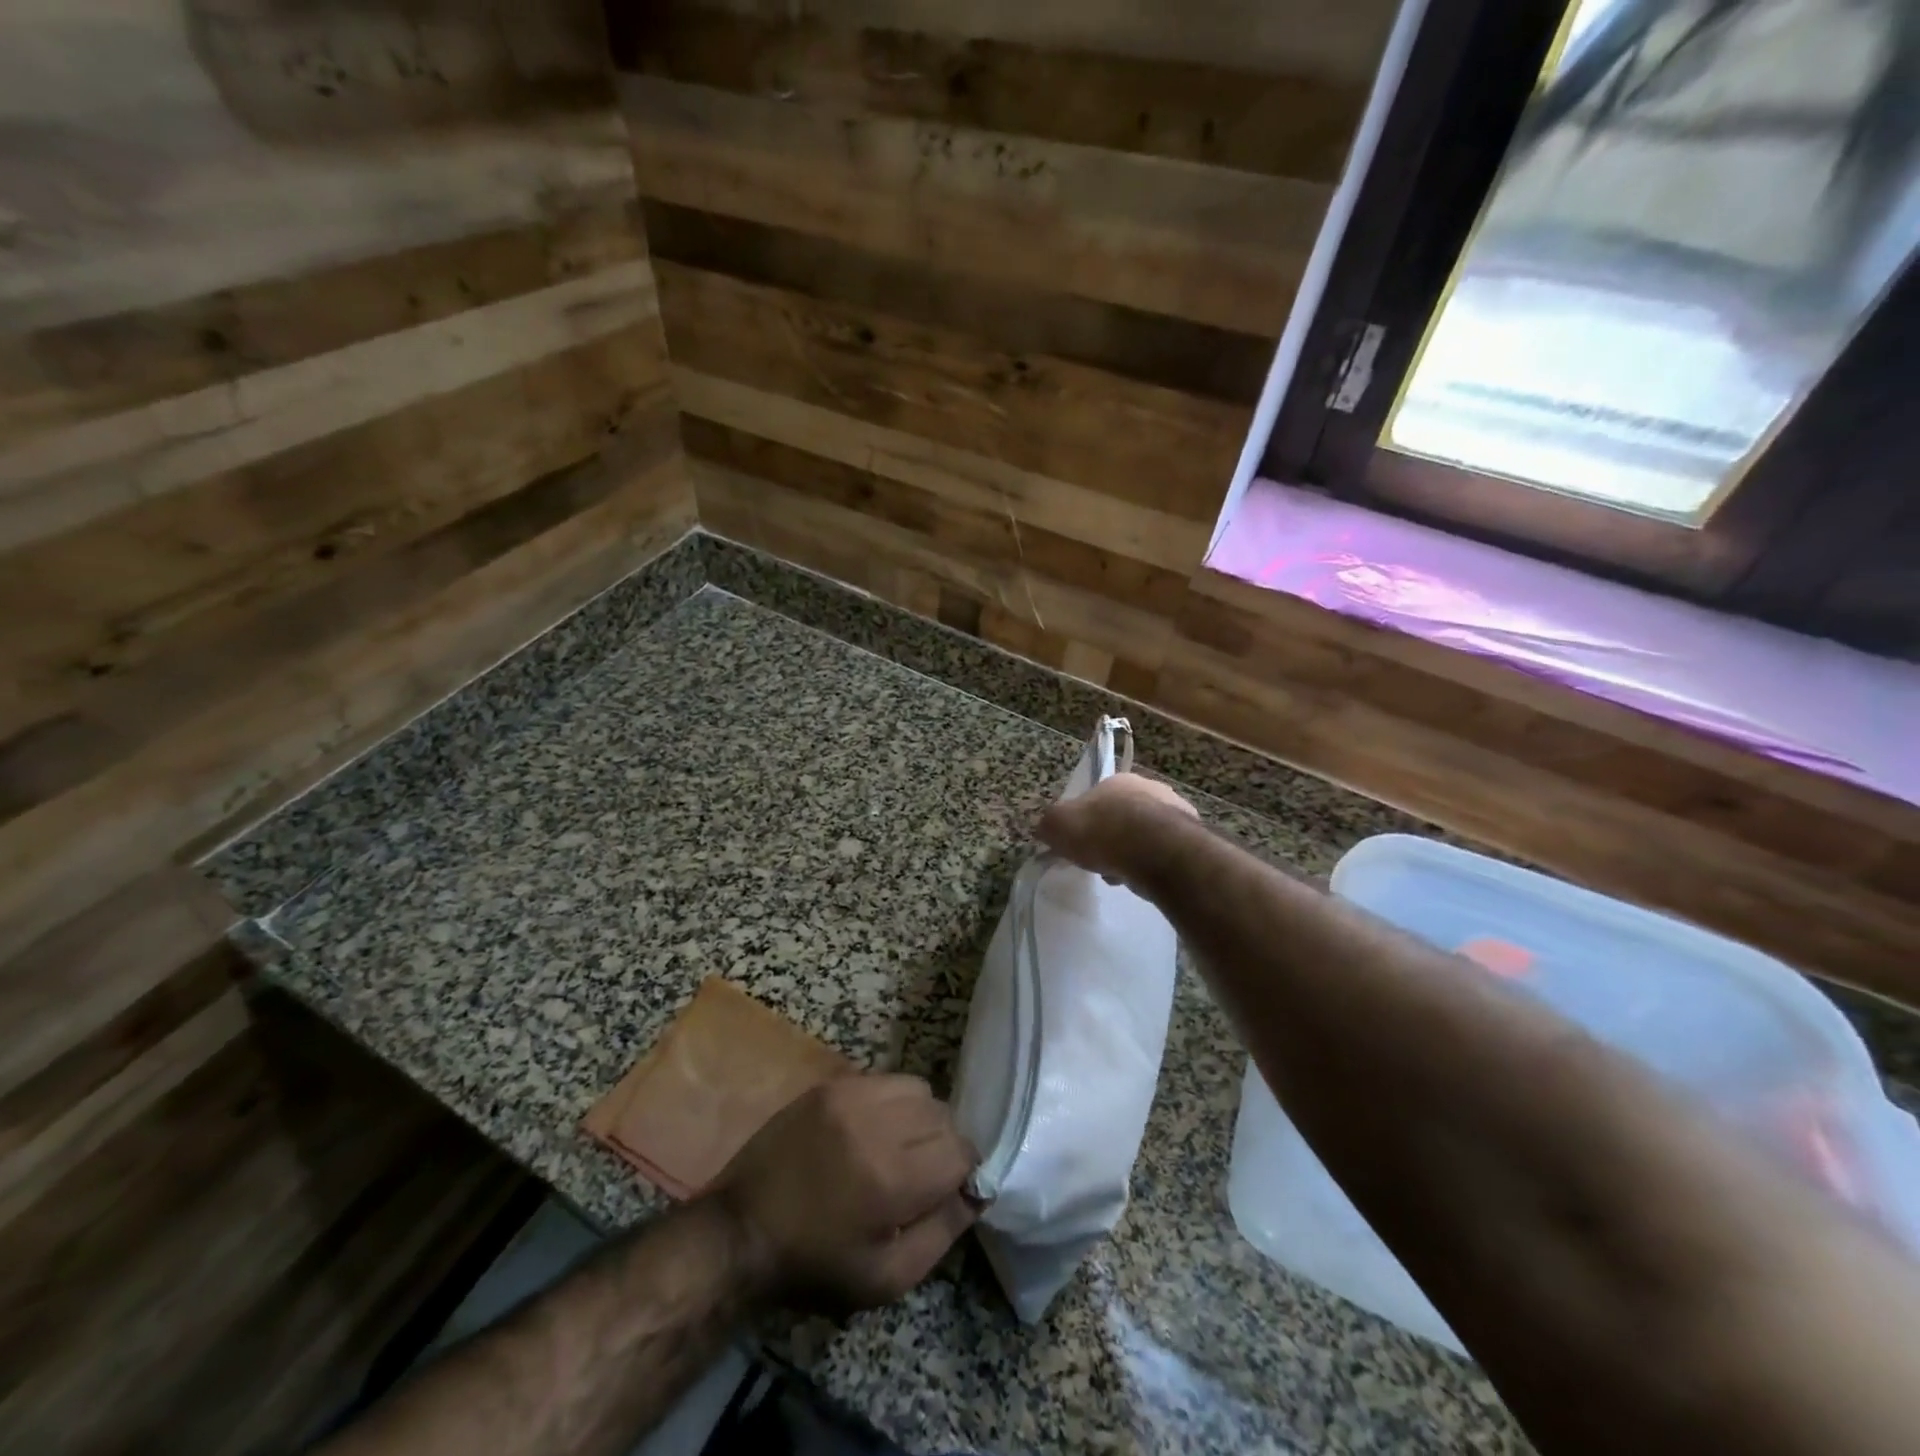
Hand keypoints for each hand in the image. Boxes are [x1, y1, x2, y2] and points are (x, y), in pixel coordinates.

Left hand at [712, 1075, 978, 1311]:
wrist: (741, 1229)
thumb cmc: (815, 1264)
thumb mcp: (886, 1278)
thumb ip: (942, 1232)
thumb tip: (977, 1192)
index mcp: (893, 1178)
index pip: (962, 1149)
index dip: (964, 1172)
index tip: (947, 1190)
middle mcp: (877, 1124)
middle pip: (944, 1115)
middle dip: (943, 1144)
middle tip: (920, 1174)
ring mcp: (851, 1095)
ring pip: (919, 1089)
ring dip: (921, 1117)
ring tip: (898, 1147)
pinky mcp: (832, 1083)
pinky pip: (886, 1078)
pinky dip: (893, 1101)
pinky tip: (873, 1129)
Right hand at [1036, 772, 1198, 887]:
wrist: (1156, 850)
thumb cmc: (1102, 831)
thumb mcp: (1058, 826)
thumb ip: (1049, 825)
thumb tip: (1045, 830)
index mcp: (1118, 781)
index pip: (1098, 799)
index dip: (1087, 823)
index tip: (1081, 846)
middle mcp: (1151, 789)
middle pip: (1124, 817)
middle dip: (1113, 839)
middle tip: (1102, 862)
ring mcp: (1177, 812)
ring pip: (1148, 836)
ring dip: (1135, 853)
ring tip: (1124, 876)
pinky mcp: (1195, 838)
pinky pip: (1167, 853)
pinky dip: (1155, 865)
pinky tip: (1146, 879)